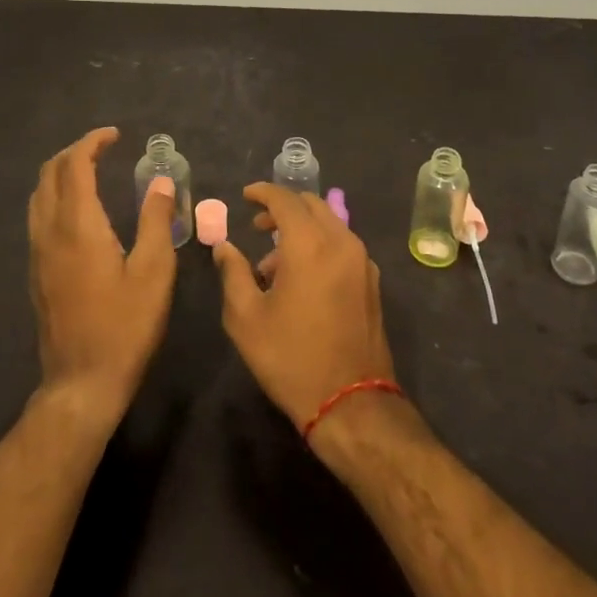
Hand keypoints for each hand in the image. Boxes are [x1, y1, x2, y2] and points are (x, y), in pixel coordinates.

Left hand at [27, 127, 176, 424]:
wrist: (82, 382)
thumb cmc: (125, 326)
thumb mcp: (155, 272)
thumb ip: (156, 221)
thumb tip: (160, 183)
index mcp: (78, 226)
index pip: (75, 166)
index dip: (92, 143)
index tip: (115, 135)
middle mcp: (50, 232)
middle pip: (50, 174)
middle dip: (73, 152)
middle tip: (103, 149)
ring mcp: (38, 253)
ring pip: (39, 195)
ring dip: (61, 173)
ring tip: (90, 171)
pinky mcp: (36, 272)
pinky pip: (38, 217)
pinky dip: (55, 196)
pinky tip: (78, 211)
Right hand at [213, 183, 396, 433]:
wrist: (351, 403)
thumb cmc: (291, 358)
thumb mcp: (246, 318)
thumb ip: (233, 273)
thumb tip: (224, 247)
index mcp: (310, 244)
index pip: (285, 199)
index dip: (263, 192)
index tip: (245, 196)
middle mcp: (341, 242)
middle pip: (312, 205)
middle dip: (283, 208)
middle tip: (257, 226)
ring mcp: (362, 262)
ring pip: (330, 224)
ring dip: (301, 229)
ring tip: (273, 264)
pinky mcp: (371, 282)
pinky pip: (342, 246)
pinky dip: (320, 245)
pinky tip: (301, 279)